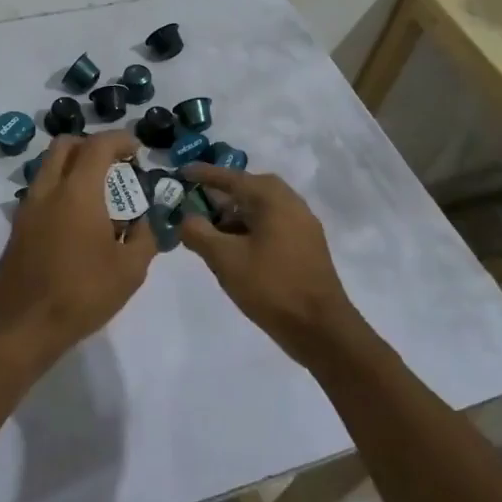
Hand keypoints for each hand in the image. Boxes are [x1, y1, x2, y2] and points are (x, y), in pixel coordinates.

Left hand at [0, 131, 157, 349]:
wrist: (23, 326)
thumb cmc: (82, 294)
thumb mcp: (130, 270)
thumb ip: (144, 237)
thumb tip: (143, 221)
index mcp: (77, 192)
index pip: (98, 146)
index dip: (120, 140)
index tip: (136, 150)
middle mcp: (48, 190)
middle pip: (65, 146)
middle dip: (92, 146)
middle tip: (115, 166)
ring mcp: (27, 208)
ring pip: (48, 168)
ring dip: (73, 168)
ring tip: (99, 196)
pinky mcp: (17, 227)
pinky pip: (41, 192)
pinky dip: (60, 190)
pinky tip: (78, 222)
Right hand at [178, 165, 364, 364]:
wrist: (320, 328)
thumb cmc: (270, 286)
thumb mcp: (225, 258)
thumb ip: (198, 232)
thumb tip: (185, 218)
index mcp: (272, 199)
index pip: (232, 178)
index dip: (204, 175)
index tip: (182, 172)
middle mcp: (291, 203)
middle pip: (249, 189)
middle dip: (221, 195)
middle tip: (196, 203)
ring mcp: (303, 225)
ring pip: (262, 209)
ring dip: (235, 214)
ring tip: (210, 231)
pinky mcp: (307, 246)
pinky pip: (272, 225)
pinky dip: (250, 228)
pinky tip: (235, 249)